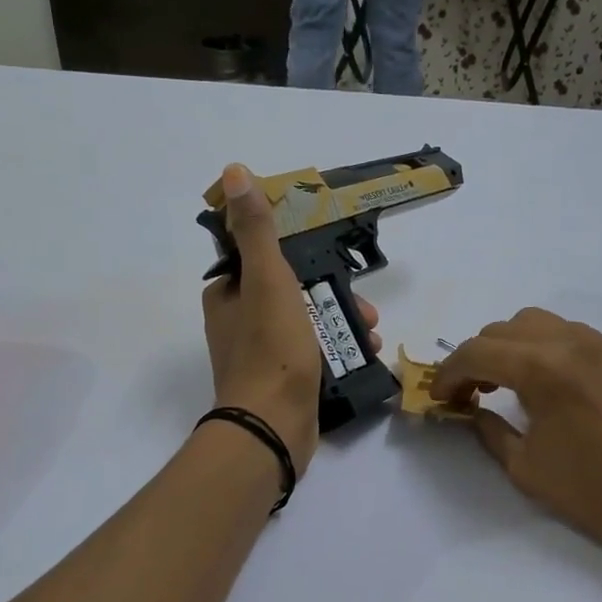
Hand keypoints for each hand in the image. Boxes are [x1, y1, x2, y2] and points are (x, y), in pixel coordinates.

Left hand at [202, 164, 379, 474]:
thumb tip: (234, 173)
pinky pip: (315, 356)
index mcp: (228, 296)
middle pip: (293, 294)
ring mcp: (262, 357)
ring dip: (344, 324)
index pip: (263, 260)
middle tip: (364, 307)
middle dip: (334, 296)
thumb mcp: (268, 280)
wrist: (272, 428)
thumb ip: (257, 230)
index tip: (334, 263)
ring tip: (373, 333)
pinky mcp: (283, 384)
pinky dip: (341, 352)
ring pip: (308, 325)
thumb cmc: (270, 350)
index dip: (301, 258)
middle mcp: (240, 324)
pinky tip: (367, 356)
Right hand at [432, 309, 601, 568]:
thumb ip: (490, 431)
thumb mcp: (527, 468)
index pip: (477, 352)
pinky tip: (551, 386)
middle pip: (505, 329)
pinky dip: (547, 349)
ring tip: (509, 383)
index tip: (440, 398)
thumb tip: (472, 411)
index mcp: (543, 369)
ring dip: (512, 346)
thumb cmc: (597, 491)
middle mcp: (571, 342)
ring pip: (540, 323)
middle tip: (471, 393)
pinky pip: (573, 336)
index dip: (449, 373)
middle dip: (478, 356)